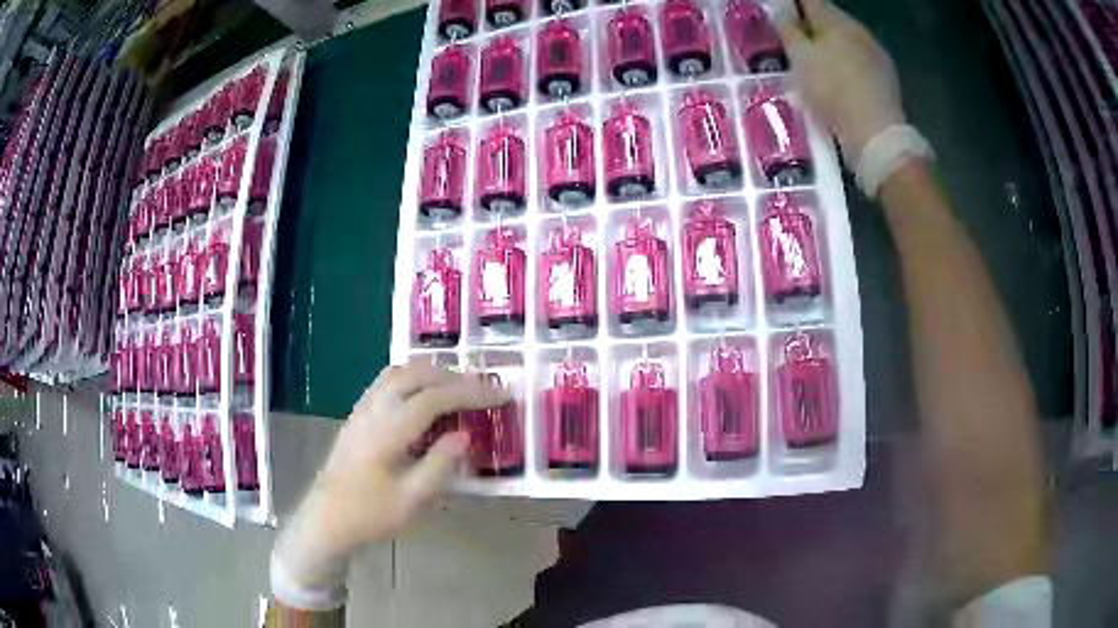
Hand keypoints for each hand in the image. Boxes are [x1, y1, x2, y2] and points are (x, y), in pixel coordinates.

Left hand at [273, 363, 508, 590]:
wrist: (326, 518)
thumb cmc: (369, 514)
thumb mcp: (411, 499)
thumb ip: (439, 465)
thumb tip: (465, 434)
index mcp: (389, 430)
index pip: (435, 398)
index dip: (471, 393)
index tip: (501, 396)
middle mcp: (375, 409)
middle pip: (417, 375)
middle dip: (454, 378)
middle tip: (484, 391)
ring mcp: (363, 408)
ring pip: (400, 373)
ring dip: (432, 374)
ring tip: (458, 389)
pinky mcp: (358, 414)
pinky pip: (388, 381)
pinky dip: (413, 379)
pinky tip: (423, 397)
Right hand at [777, 0, 905, 162]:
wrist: (876, 135)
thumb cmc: (832, 91)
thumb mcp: (799, 59)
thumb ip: (789, 32)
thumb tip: (785, 16)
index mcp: (836, 20)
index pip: (810, 1)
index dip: (793, 7)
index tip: (782, 18)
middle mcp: (859, 31)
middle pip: (830, 20)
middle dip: (813, 28)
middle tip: (796, 44)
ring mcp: (876, 54)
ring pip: (847, 42)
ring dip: (832, 49)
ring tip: (817, 67)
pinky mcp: (887, 79)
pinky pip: (860, 64)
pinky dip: (847, 67)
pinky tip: (840, 85)